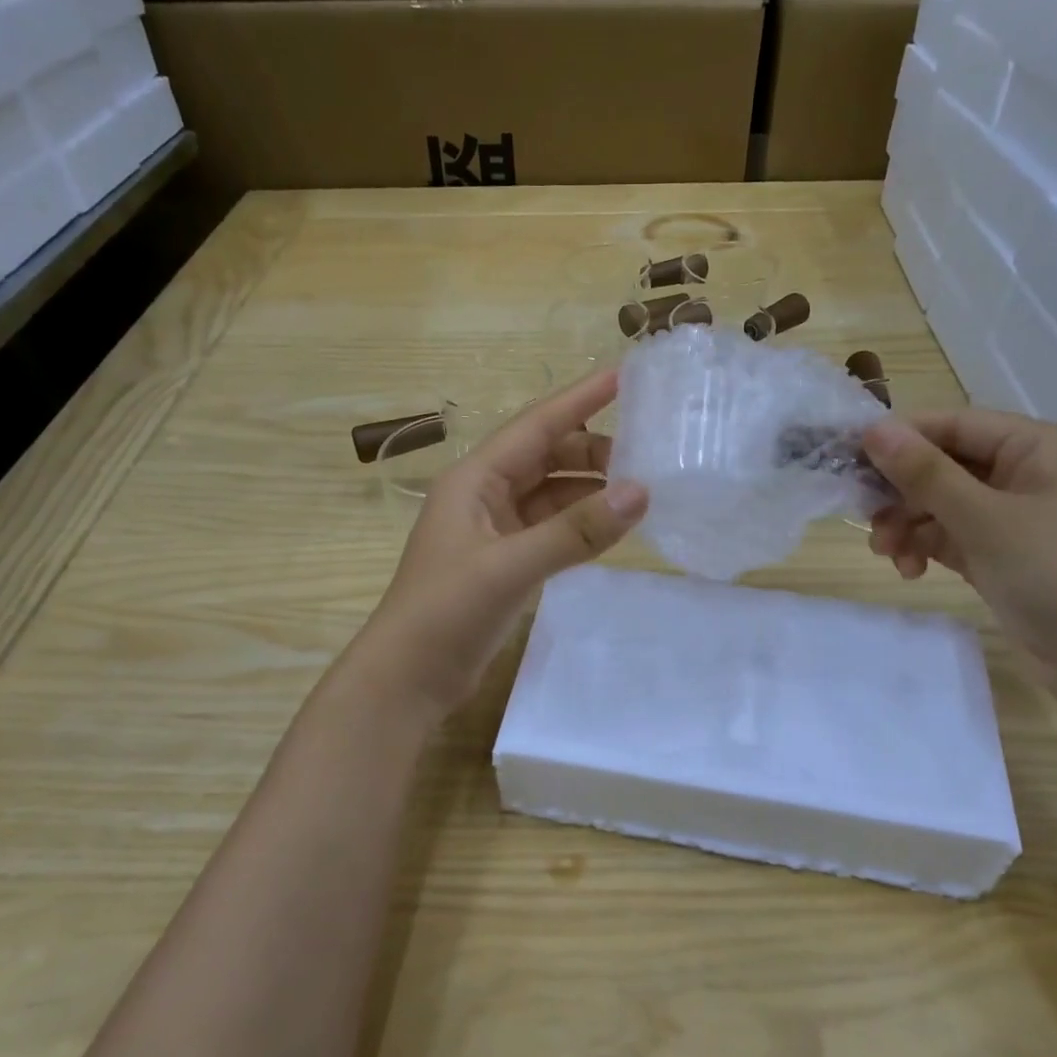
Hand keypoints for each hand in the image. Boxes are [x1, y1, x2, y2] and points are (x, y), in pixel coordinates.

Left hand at [358, 369, 647, 714]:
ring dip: (590, 489)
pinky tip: (613, 527)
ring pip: (552, 493)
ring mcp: (496, 529)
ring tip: (641, 492)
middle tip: (648, 457)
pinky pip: (552, 528)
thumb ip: (575, 531)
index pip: (535, 425)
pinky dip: (581, 524)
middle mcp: (485, 495)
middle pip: (547, 456)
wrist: (408, 679)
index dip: (579, 399)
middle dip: (594, 452)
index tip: (624, 377)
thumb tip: (641, 492)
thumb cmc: (446, 612)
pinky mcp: (506, 561)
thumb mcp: (511, 566)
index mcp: (475, 479)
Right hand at [862, 409, 1056, 705]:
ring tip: (886, 553)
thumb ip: (926, 472)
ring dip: (909, 525)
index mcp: (1040, 447)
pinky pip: (956, 538)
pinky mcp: (1010, 558)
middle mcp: (1031, 475)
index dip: (901, 438)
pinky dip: (928, 549)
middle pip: (946, 466)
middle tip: (862, 515)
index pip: (955, 425)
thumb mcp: (986, 518)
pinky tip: (910, 571)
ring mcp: (1021, 519)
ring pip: (945, 505)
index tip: (849, 458)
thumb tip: (873, 428)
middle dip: (902, 492)